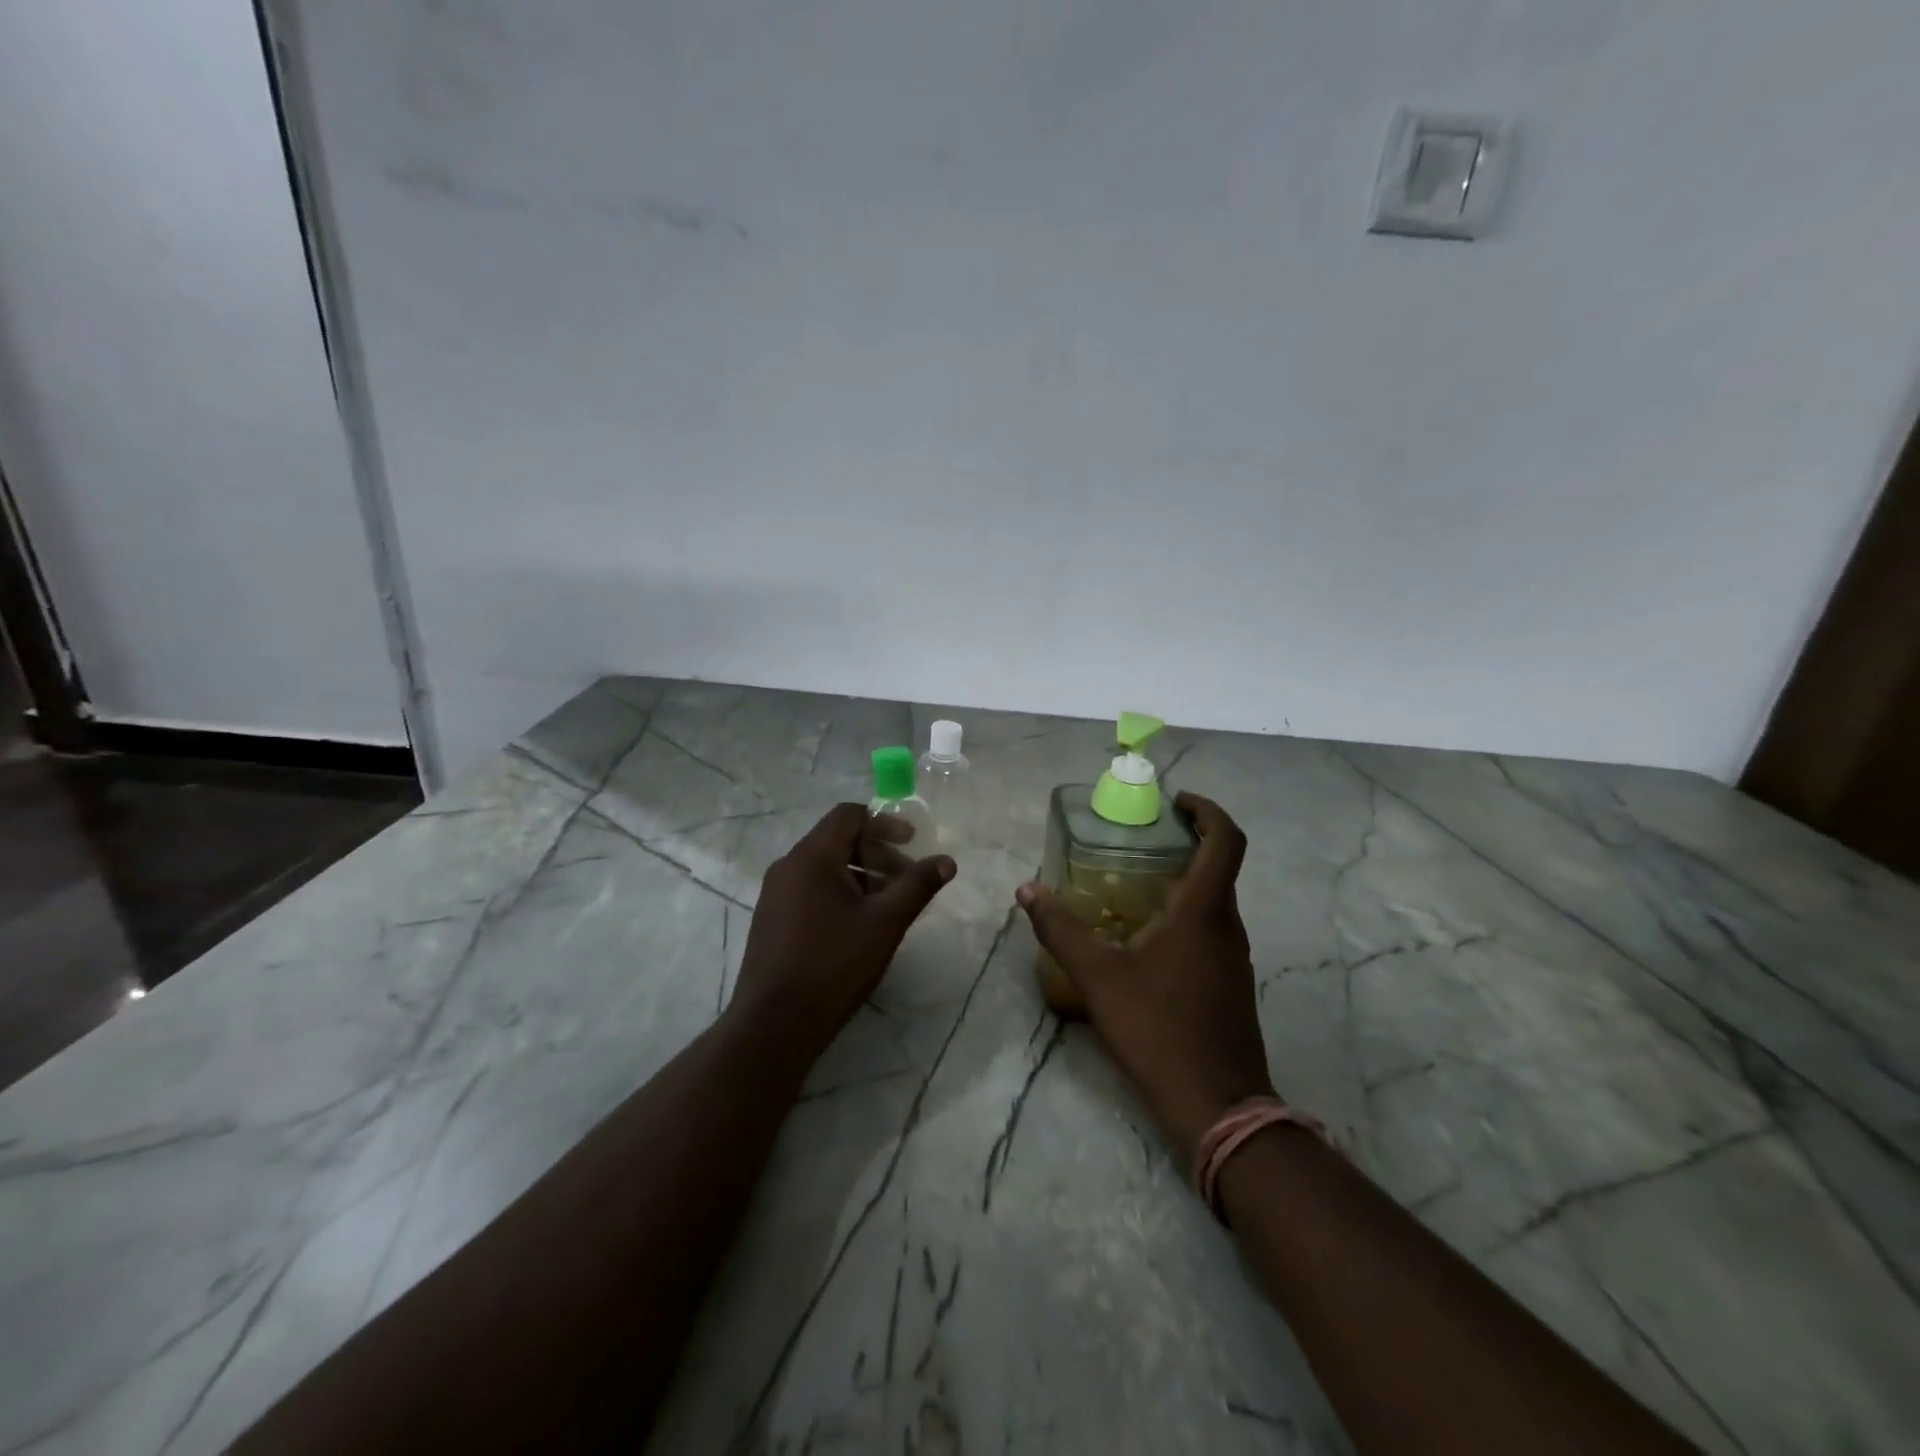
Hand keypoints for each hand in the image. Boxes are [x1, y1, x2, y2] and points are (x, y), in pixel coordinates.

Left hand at [732, 803, 955, 1054]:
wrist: (774, 1026)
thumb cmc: (833, 966)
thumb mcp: (885, 923)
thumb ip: (917, 886)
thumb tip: (947, 860)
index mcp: (811, 857)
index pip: (849, 815)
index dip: (885, 823)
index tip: (912, 844)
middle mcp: (787, 867)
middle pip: (838, 840)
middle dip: (878, 855)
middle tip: (906, 884)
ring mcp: (775, 894)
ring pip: (825, 868)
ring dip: (861, 877)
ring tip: (888, 908)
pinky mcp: (772, 920)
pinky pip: (811, 889)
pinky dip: (840, 894)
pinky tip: (858, 928)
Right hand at [1016, 792, 1273, 1163]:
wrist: (1216, 1104)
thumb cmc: (1157, 1029)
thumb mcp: (1098, 976)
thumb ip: (1060, 929)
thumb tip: (1027, 891)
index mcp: (1204, 910)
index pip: (1227, 839)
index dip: (1208, 810)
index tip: (1176, 802)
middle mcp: (1228, 924)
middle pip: (1219, 866)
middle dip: (1184, 843)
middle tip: (1137, 841)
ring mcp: (1236, 955)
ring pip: (1214, 900)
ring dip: (1183, 881)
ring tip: (1132, 885)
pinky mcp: (1232, 981)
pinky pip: (1211, 929)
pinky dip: (1185, 914)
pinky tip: (1146, 938)